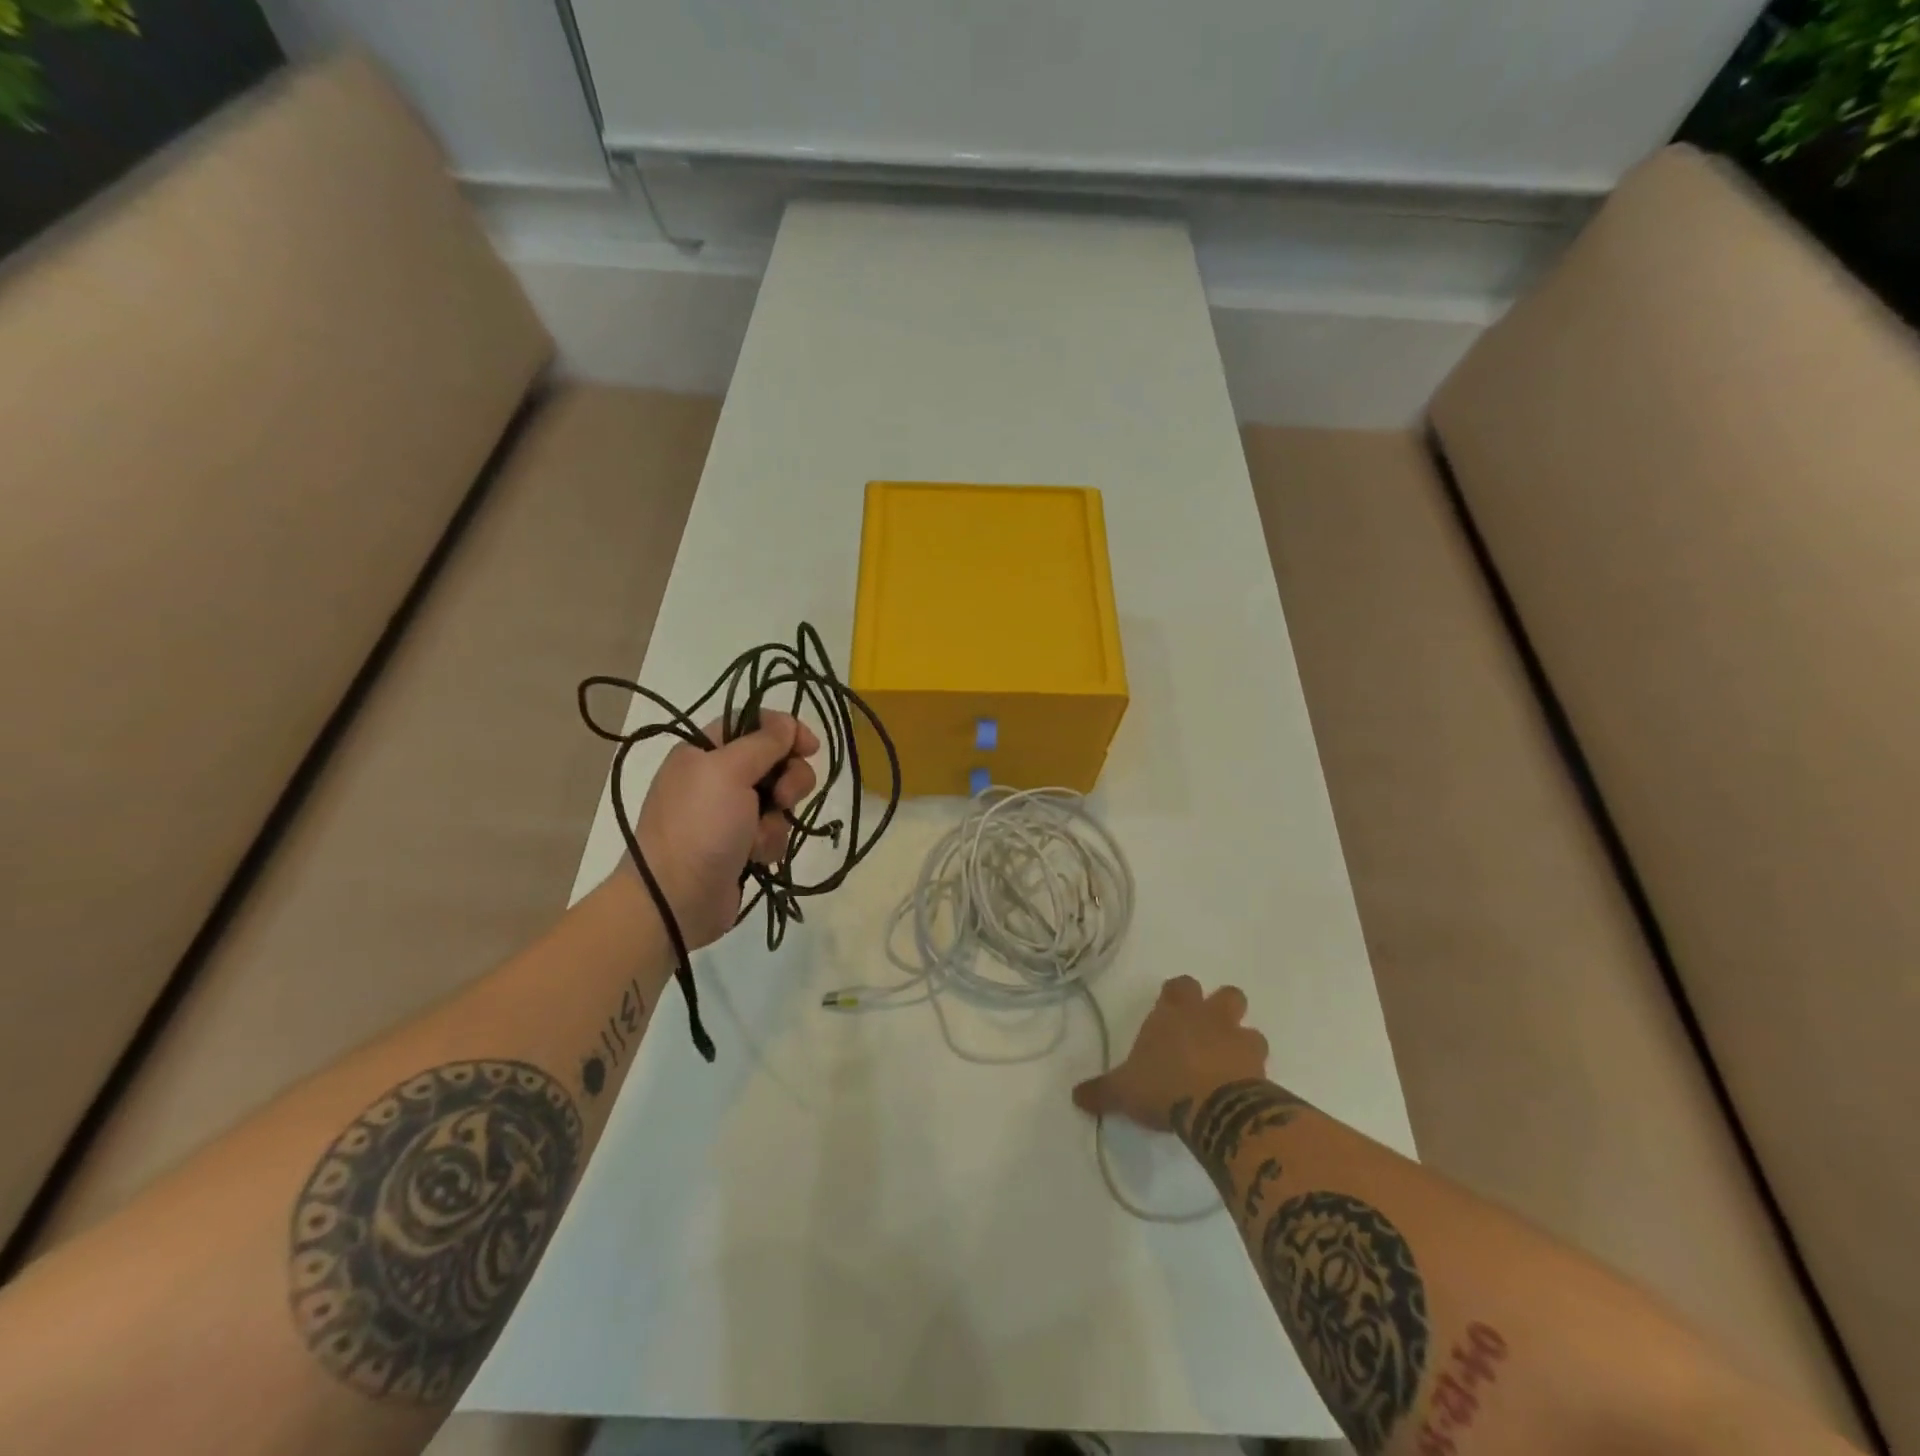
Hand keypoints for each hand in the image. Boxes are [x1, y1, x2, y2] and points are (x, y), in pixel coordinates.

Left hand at [633, 713, 819, 948]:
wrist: (676, 899)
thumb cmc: (700, 826)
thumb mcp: (729, 771)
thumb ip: (764, 741)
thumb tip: (787, 723)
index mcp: (704, 750)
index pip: (753, 722)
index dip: (785, 730)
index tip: (809, 747)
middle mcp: (716, 777)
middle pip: (774, 761)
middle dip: (788, 780)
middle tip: (782, 798)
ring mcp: (729, 813)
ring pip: (779, 800)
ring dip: (777, 819)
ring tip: (757, 838)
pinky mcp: (741, 845)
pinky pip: (773, 832)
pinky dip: (769, 843)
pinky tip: (755, 857)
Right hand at [1072, 976, 1269, 1131]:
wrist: (1215, 1109)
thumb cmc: (1163, 1086)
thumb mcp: (1123, 1090)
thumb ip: (1101, 1091)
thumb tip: (1075, 1096)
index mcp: (1174, 1013)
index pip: (1180, 985)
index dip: (1178, 995)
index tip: (1171, 1010)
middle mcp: (1209, 1018)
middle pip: (1227, 995)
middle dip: (1221, 1009)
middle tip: (1207, 1033)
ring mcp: (1239, 1041)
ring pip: (1250, 1029)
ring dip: (1242, 1042)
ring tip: (1229, 1065)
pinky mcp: (1261, 1069)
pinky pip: (1262, 1065)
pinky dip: (1254, 1075)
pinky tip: (1243, 1093)